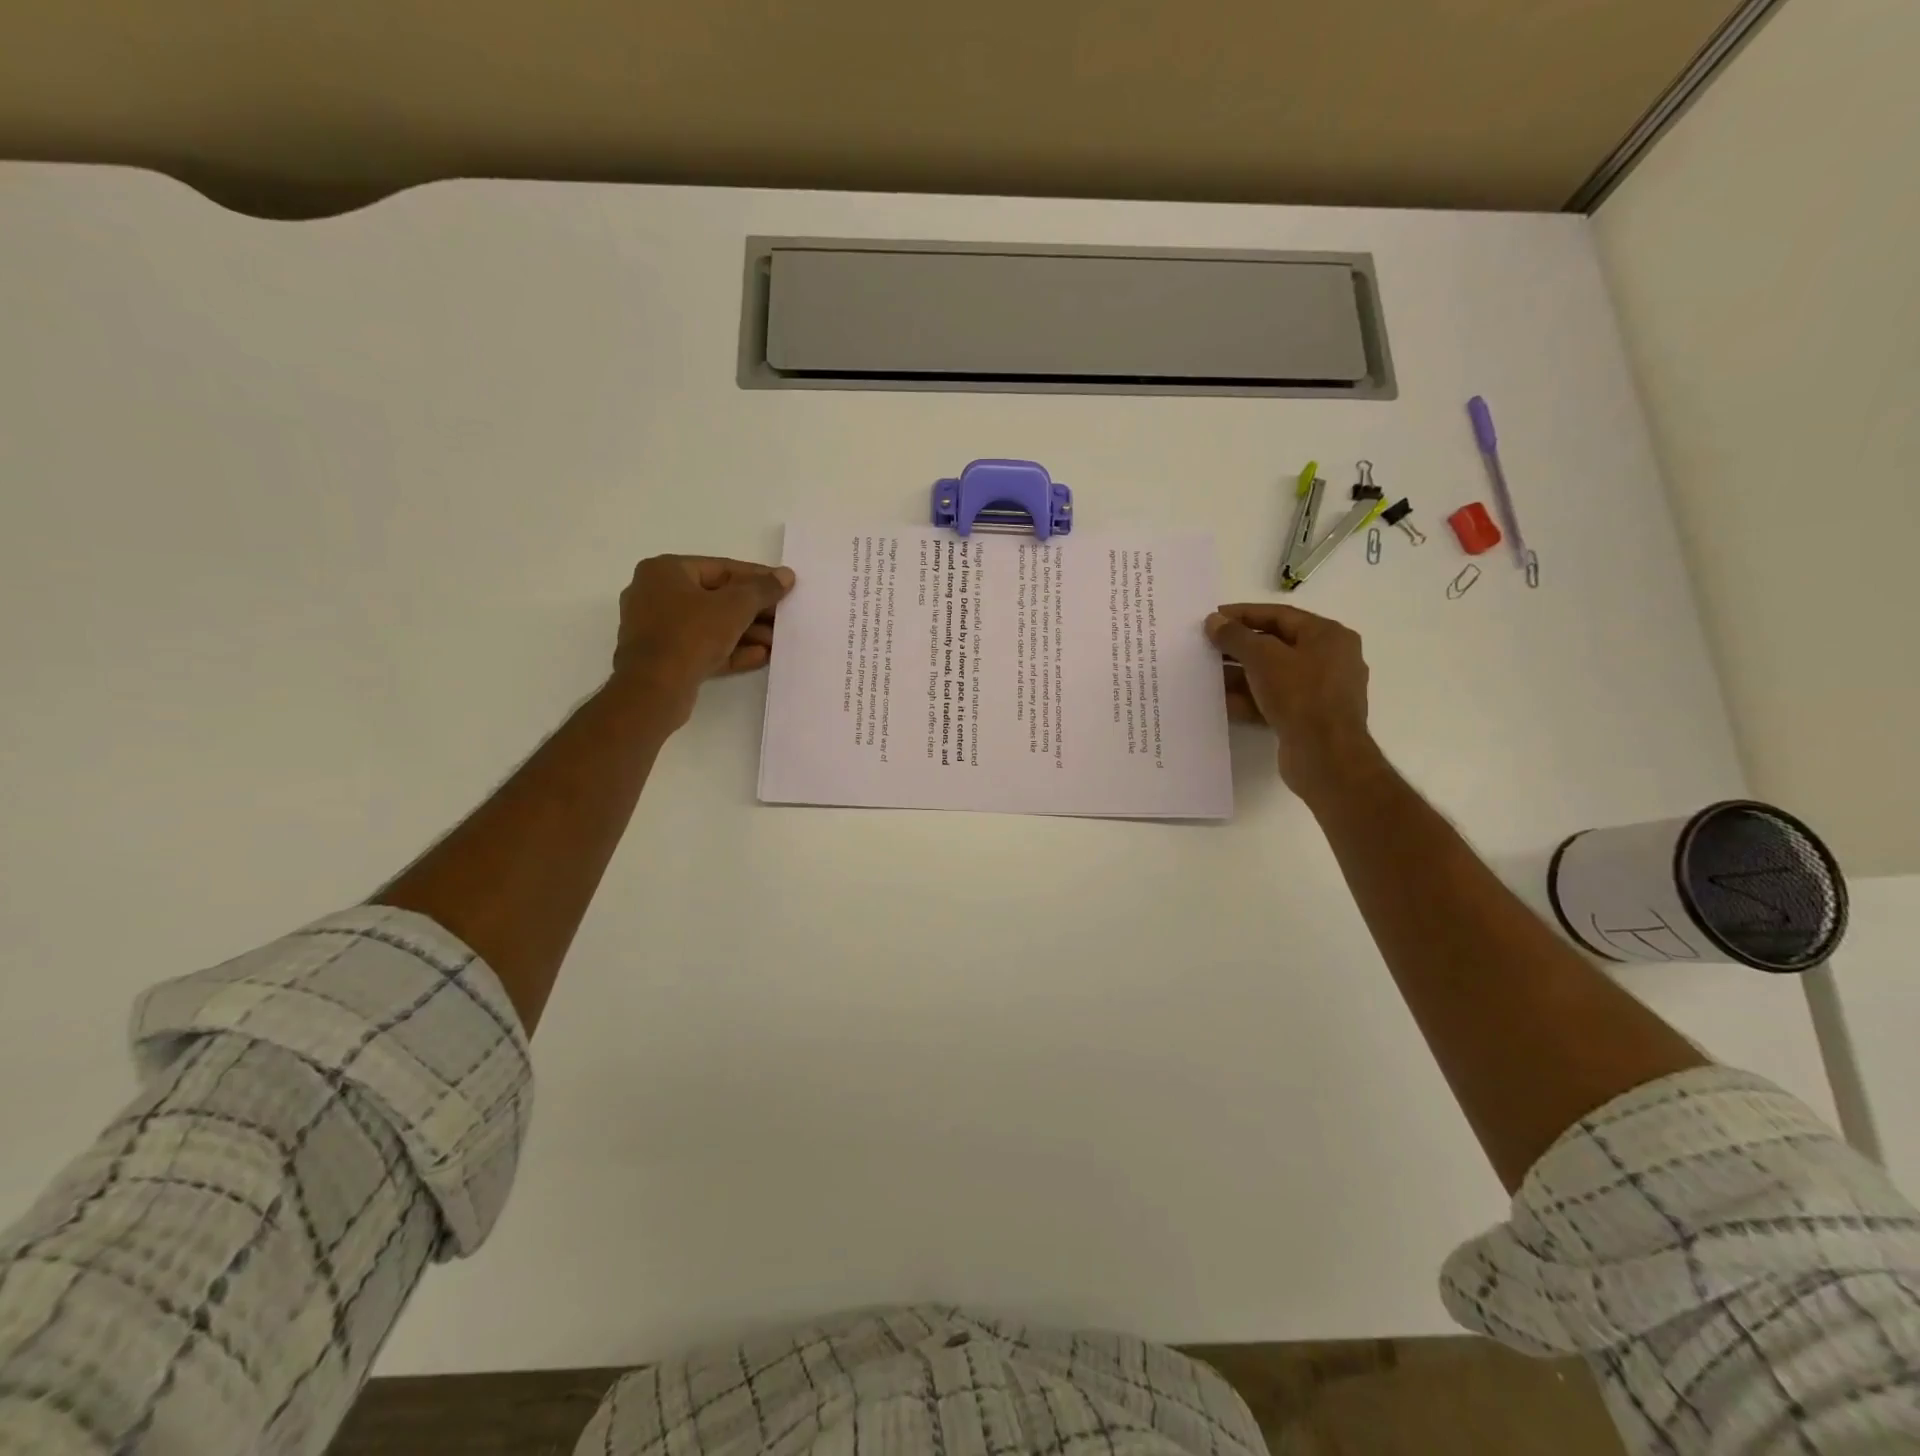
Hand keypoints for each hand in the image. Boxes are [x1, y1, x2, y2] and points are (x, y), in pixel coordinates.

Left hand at [610, 555, 795, 723]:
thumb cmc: (691, 634)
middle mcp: (655, 594)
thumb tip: (785, 575)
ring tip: (776, 642)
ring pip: (710, 625)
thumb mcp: (734, 607)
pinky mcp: (663, 658)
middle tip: (783, 618)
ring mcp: (657, 628)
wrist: (654, 689)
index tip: (785, 587)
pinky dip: (730, 650)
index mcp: (665, 571)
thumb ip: (762, 589)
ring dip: (746, 633)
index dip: (758, 578)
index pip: (721, 568)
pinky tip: (760, 657)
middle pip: (716, 598)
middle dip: (754, 611)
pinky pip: (702, 647)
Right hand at [1206, 602, 1383, 801]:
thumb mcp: (1263, 658)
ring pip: (1272, 675)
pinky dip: (1249, 699)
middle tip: (1206, 646)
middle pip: (1276, 645)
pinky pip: (1274, 700)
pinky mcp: (1309, 718)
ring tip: (1206, 674)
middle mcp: (1330, 659)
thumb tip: (1214, 621)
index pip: (1280, 615)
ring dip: (1240, 675)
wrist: (1326, 755)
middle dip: (1239, 647)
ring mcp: (1321, 691)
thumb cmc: (1300, 695)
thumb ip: (1236, 637)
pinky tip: (1221, 702)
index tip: (1213, 617)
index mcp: (1328, 636)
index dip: (1243, 614)